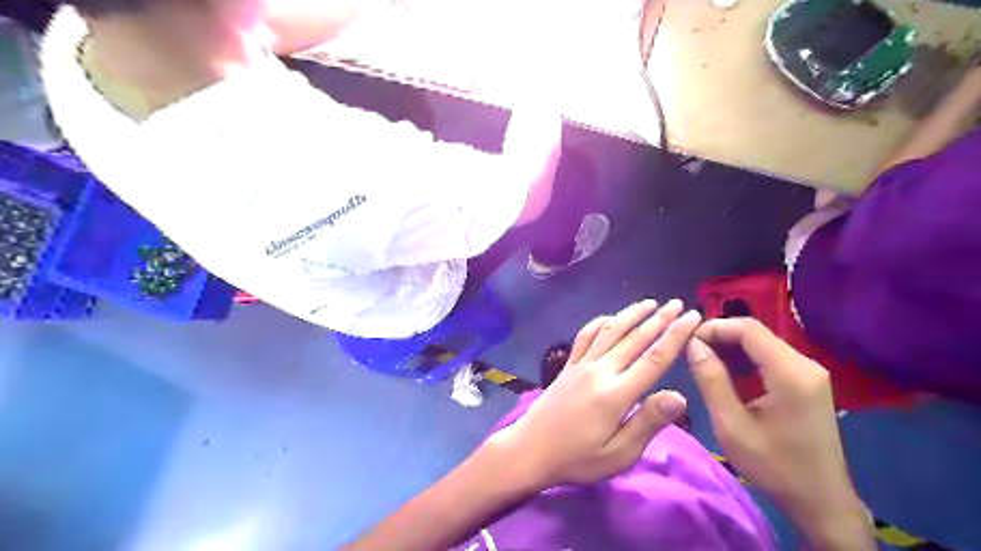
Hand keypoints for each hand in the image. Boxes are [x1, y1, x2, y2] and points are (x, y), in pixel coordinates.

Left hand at [491, 299, 697, 487]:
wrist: (530, 450)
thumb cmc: (577, 458)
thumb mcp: (618, 453)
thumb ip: (648, 422)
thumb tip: (680, 395)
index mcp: (616, 394)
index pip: (654, 358)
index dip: (675, 335)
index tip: (692, 317)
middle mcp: (599, 371)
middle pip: (634, 338)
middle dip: (659, 319)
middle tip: (678, 303)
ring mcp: (580, 364)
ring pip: (610, 331)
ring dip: (631, 314)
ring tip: (650, 303)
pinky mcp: (567, 365)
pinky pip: (585, 336)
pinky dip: (599, 322)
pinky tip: (610, 318)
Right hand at [685, 318, 868, 549]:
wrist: (821, 501)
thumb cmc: (774, 466)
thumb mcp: (732, 425)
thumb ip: (711, 380)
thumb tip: (693, 345)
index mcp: (790, 373)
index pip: (748, 329)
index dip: (714, 327)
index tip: (686, 341)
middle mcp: (805, 364)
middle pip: (756, 334)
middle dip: (720, 336)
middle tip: (690, 352)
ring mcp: (810, 372)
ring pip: (762, 344)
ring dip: (730, 347)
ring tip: (702, 361)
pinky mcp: (808, 382)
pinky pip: (770, 357)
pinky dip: (745, 359)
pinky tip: (726, 373)